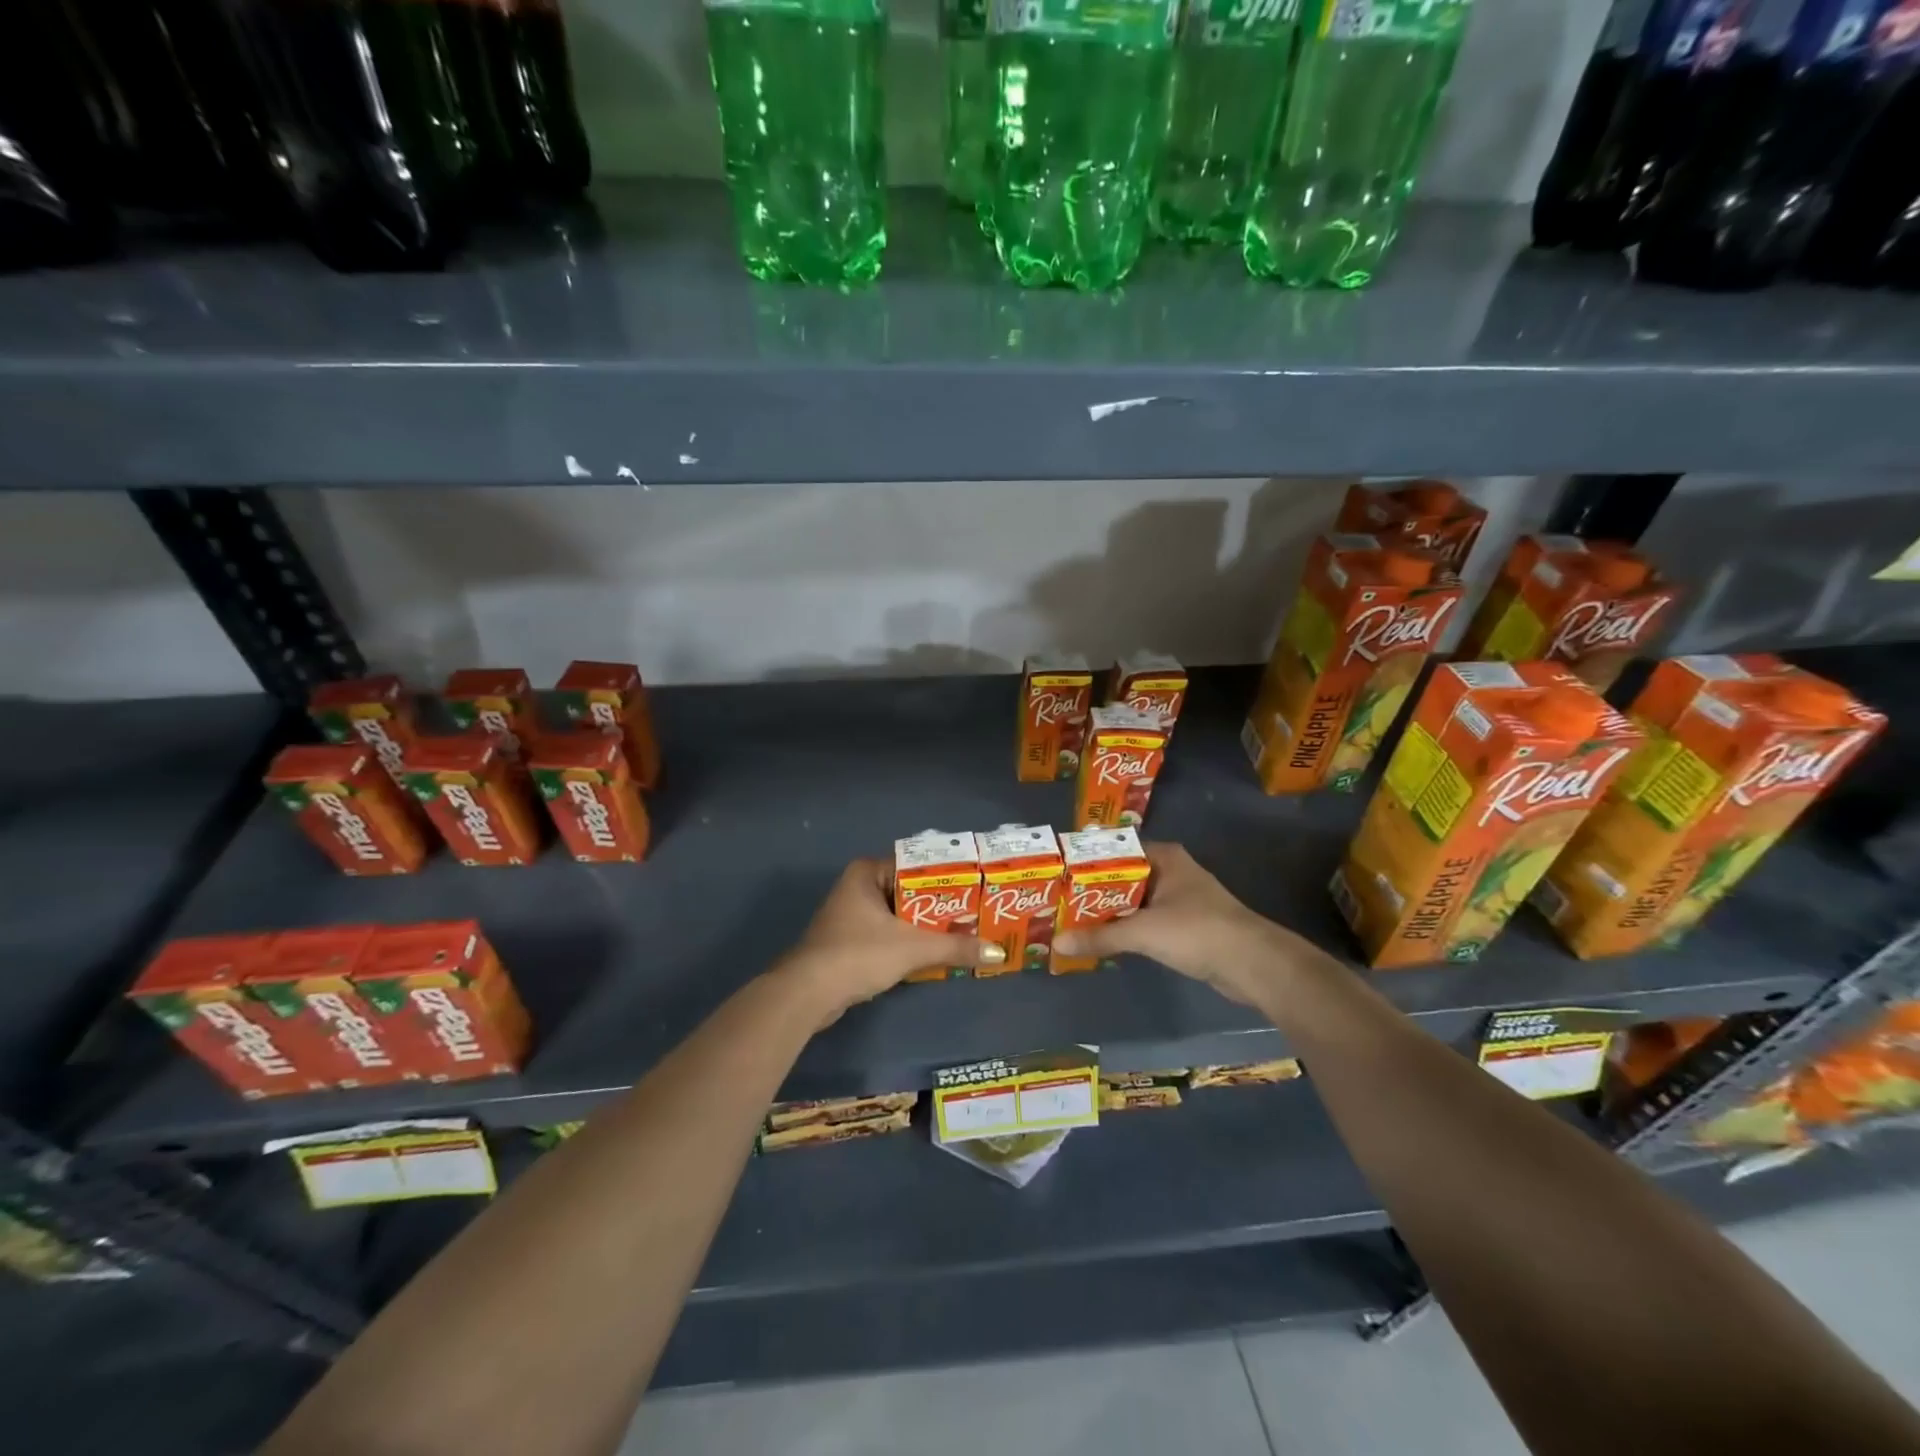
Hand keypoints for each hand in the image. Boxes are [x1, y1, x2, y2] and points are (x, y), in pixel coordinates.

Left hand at [778, 858, 1004, 1025]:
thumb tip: (998, 952)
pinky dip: (908, 942)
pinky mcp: (848, 942)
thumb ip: (955, 947)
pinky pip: (888, 934)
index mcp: (867, 872)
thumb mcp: (912, 948)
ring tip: (963, 933)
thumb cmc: (858, 954)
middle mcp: (857, 887)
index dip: (947, 877)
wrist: (808, 994)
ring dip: (925, 927)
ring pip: (899, 915)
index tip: (976, 887)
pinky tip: (933, 954)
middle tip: (976, 913)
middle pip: (909, 891)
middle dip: (940, 905)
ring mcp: (850, 915)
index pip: (916, 865)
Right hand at [1053, 842, 1291, 1005]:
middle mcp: (1172, 871)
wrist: (1252, 963)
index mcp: (1164, 857)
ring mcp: (1181, 899)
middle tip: (1056, 900)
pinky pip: (1146, 921)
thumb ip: (1100, 936)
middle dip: (1093, 891)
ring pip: (1134, 901)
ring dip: (1109, 912)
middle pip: (1123, 877)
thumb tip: (1057, 942)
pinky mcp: (1186, 926)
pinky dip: (1127, 929)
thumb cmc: (1197, 930)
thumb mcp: (1143, 932)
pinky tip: (1103, 940)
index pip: (1116, 850)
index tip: (1057, 874)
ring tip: (1071, 920)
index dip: (1087, 862)